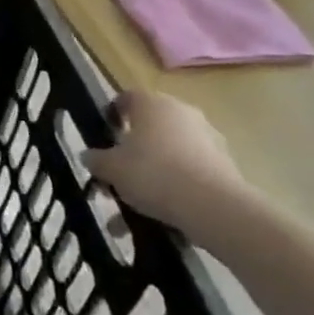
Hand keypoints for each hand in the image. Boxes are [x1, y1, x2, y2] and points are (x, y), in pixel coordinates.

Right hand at [82, 91, 253, 241]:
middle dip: (132, 151)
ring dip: (152, 175)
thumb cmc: (153, 173)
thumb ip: (96, 160)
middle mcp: (181, 112)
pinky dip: (174, 188)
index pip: (126, 99)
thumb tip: (89, 156)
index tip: (104, 136)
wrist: (213, 206)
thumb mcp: (111, 168)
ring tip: (136, 208)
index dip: (112, 115)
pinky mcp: (224, 164)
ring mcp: (207, 138)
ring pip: (169, 154)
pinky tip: (161, 215)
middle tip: (117, 175)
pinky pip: (189, 172)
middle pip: (149, 128)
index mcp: (151, 104)